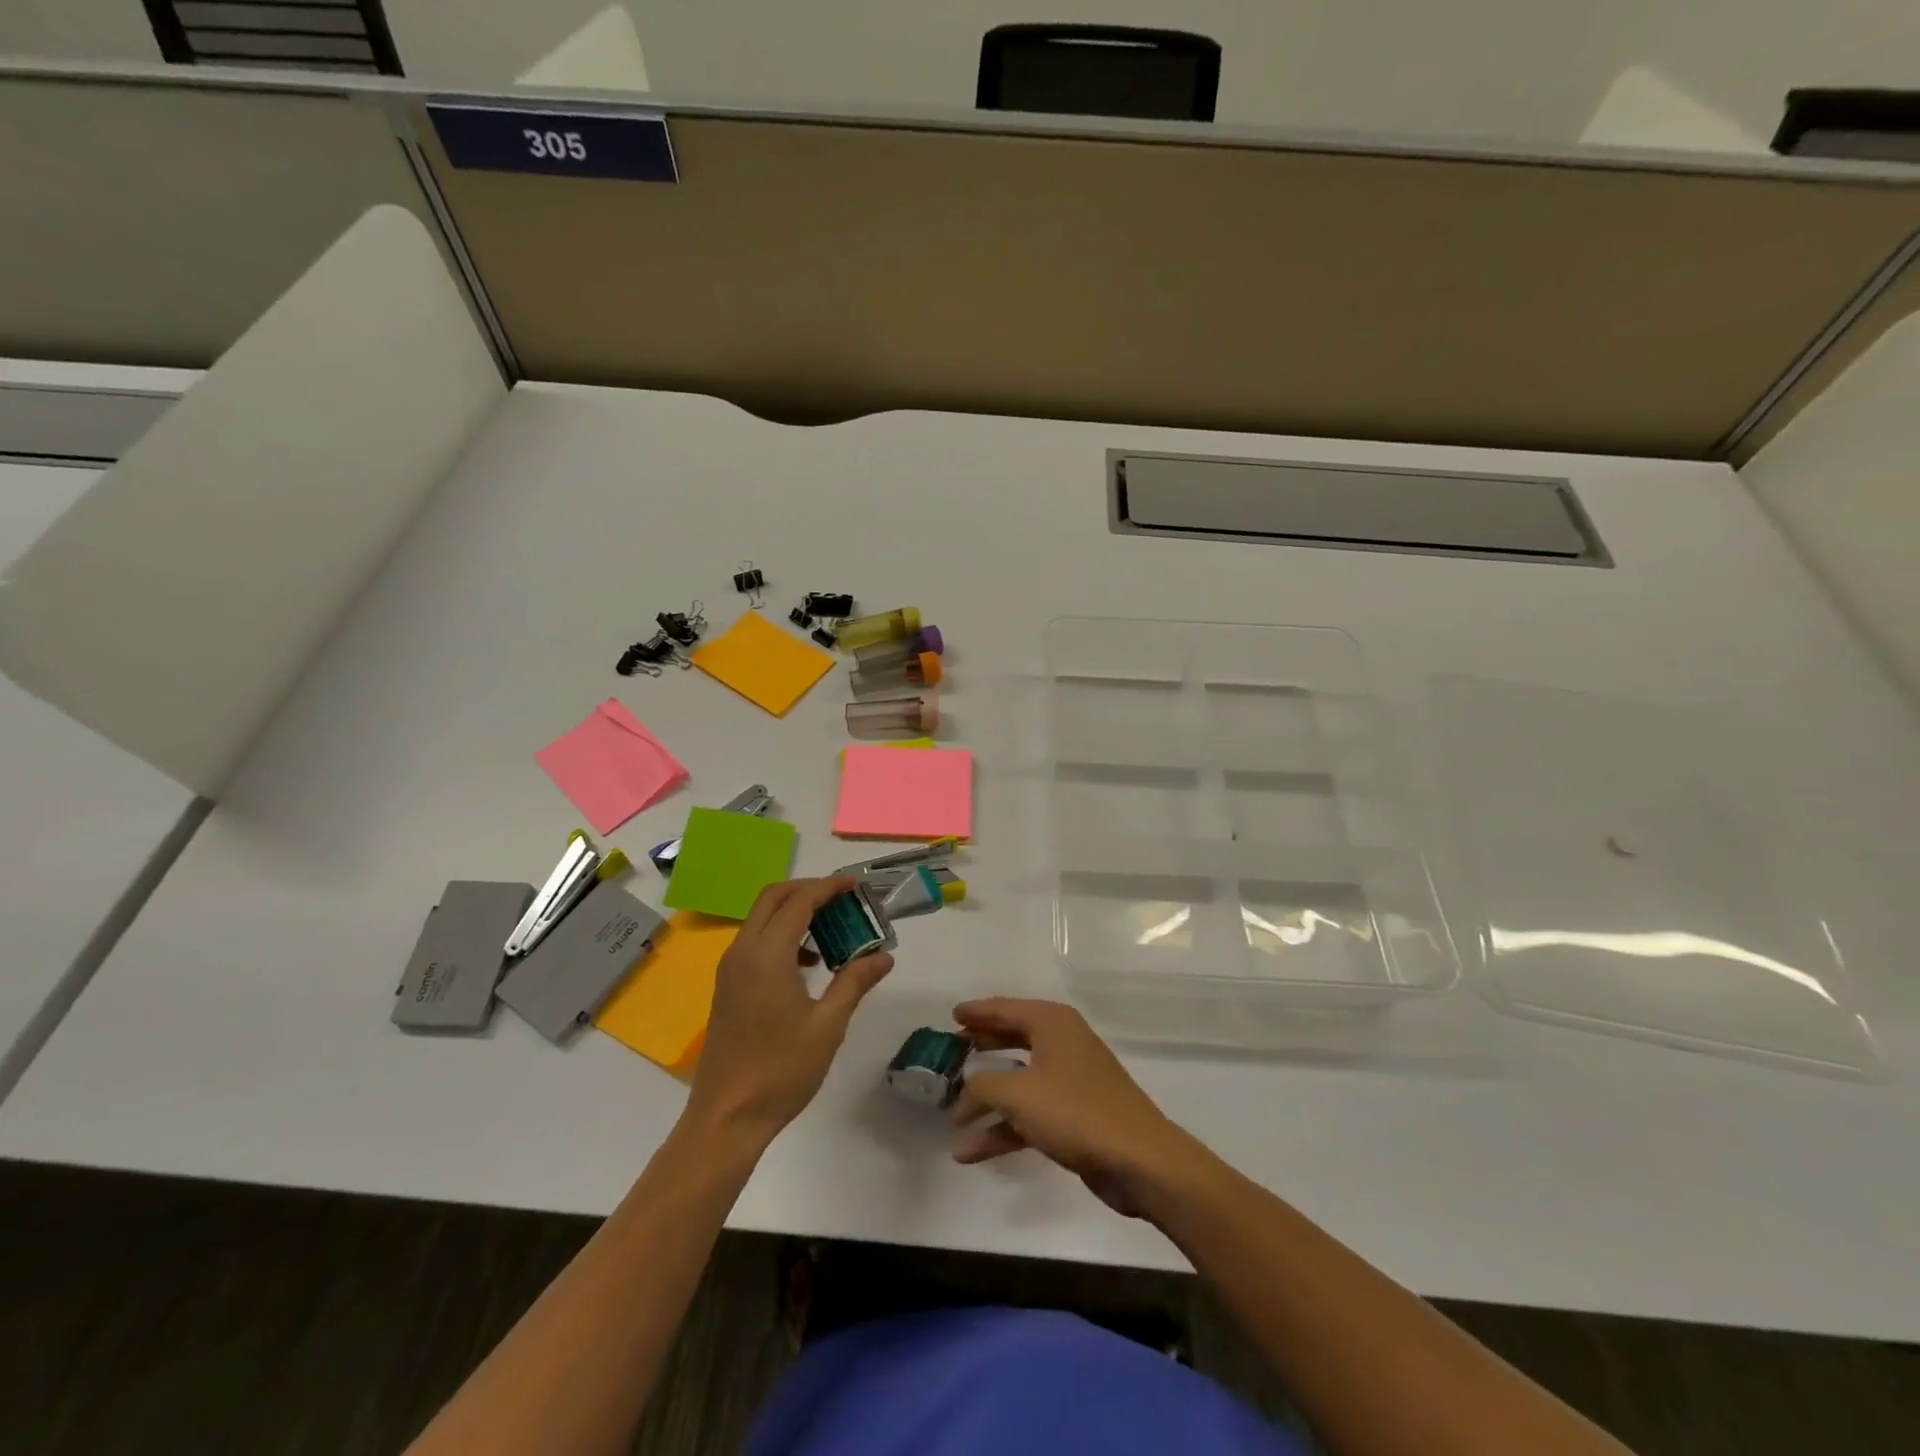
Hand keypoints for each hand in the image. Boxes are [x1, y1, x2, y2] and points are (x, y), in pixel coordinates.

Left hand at [685, 876, 892, 1147]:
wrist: (726, 1117)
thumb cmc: (781, 1070)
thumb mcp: (828, 1025)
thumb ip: (854, 982)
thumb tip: (884, 956)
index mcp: (767, 955)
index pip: (800, 901)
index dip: (829, 887)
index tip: (856, 883)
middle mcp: (743, 951)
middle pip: (773, 898)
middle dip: (808, 890)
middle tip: (843, 900)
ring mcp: (730, 969)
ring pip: (761, 918)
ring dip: (794, 912)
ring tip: (832, 930)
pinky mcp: (727, 986)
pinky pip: (755, 941)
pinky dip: (781, 934)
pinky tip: (809, 963)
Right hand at [950, 998, 1205, 1219]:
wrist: (1139, 1161)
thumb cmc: (1076, 1112)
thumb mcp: (1018, 1095)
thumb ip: (982, 1086)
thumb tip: (964, 1088)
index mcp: (1052, 1023)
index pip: (1005, 1008)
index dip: (977, 1012)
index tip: (951, 1015)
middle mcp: (1062, 1043)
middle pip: (1012, 1039)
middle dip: (981, 1049)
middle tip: (950, 1053)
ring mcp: (1070, 1081)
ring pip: (1018, 1082)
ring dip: (986, 1101)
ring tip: (952, 1115)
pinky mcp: (1074, 1116)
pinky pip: (1029, 1114)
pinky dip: (1003, 1129)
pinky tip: (970, 1152)